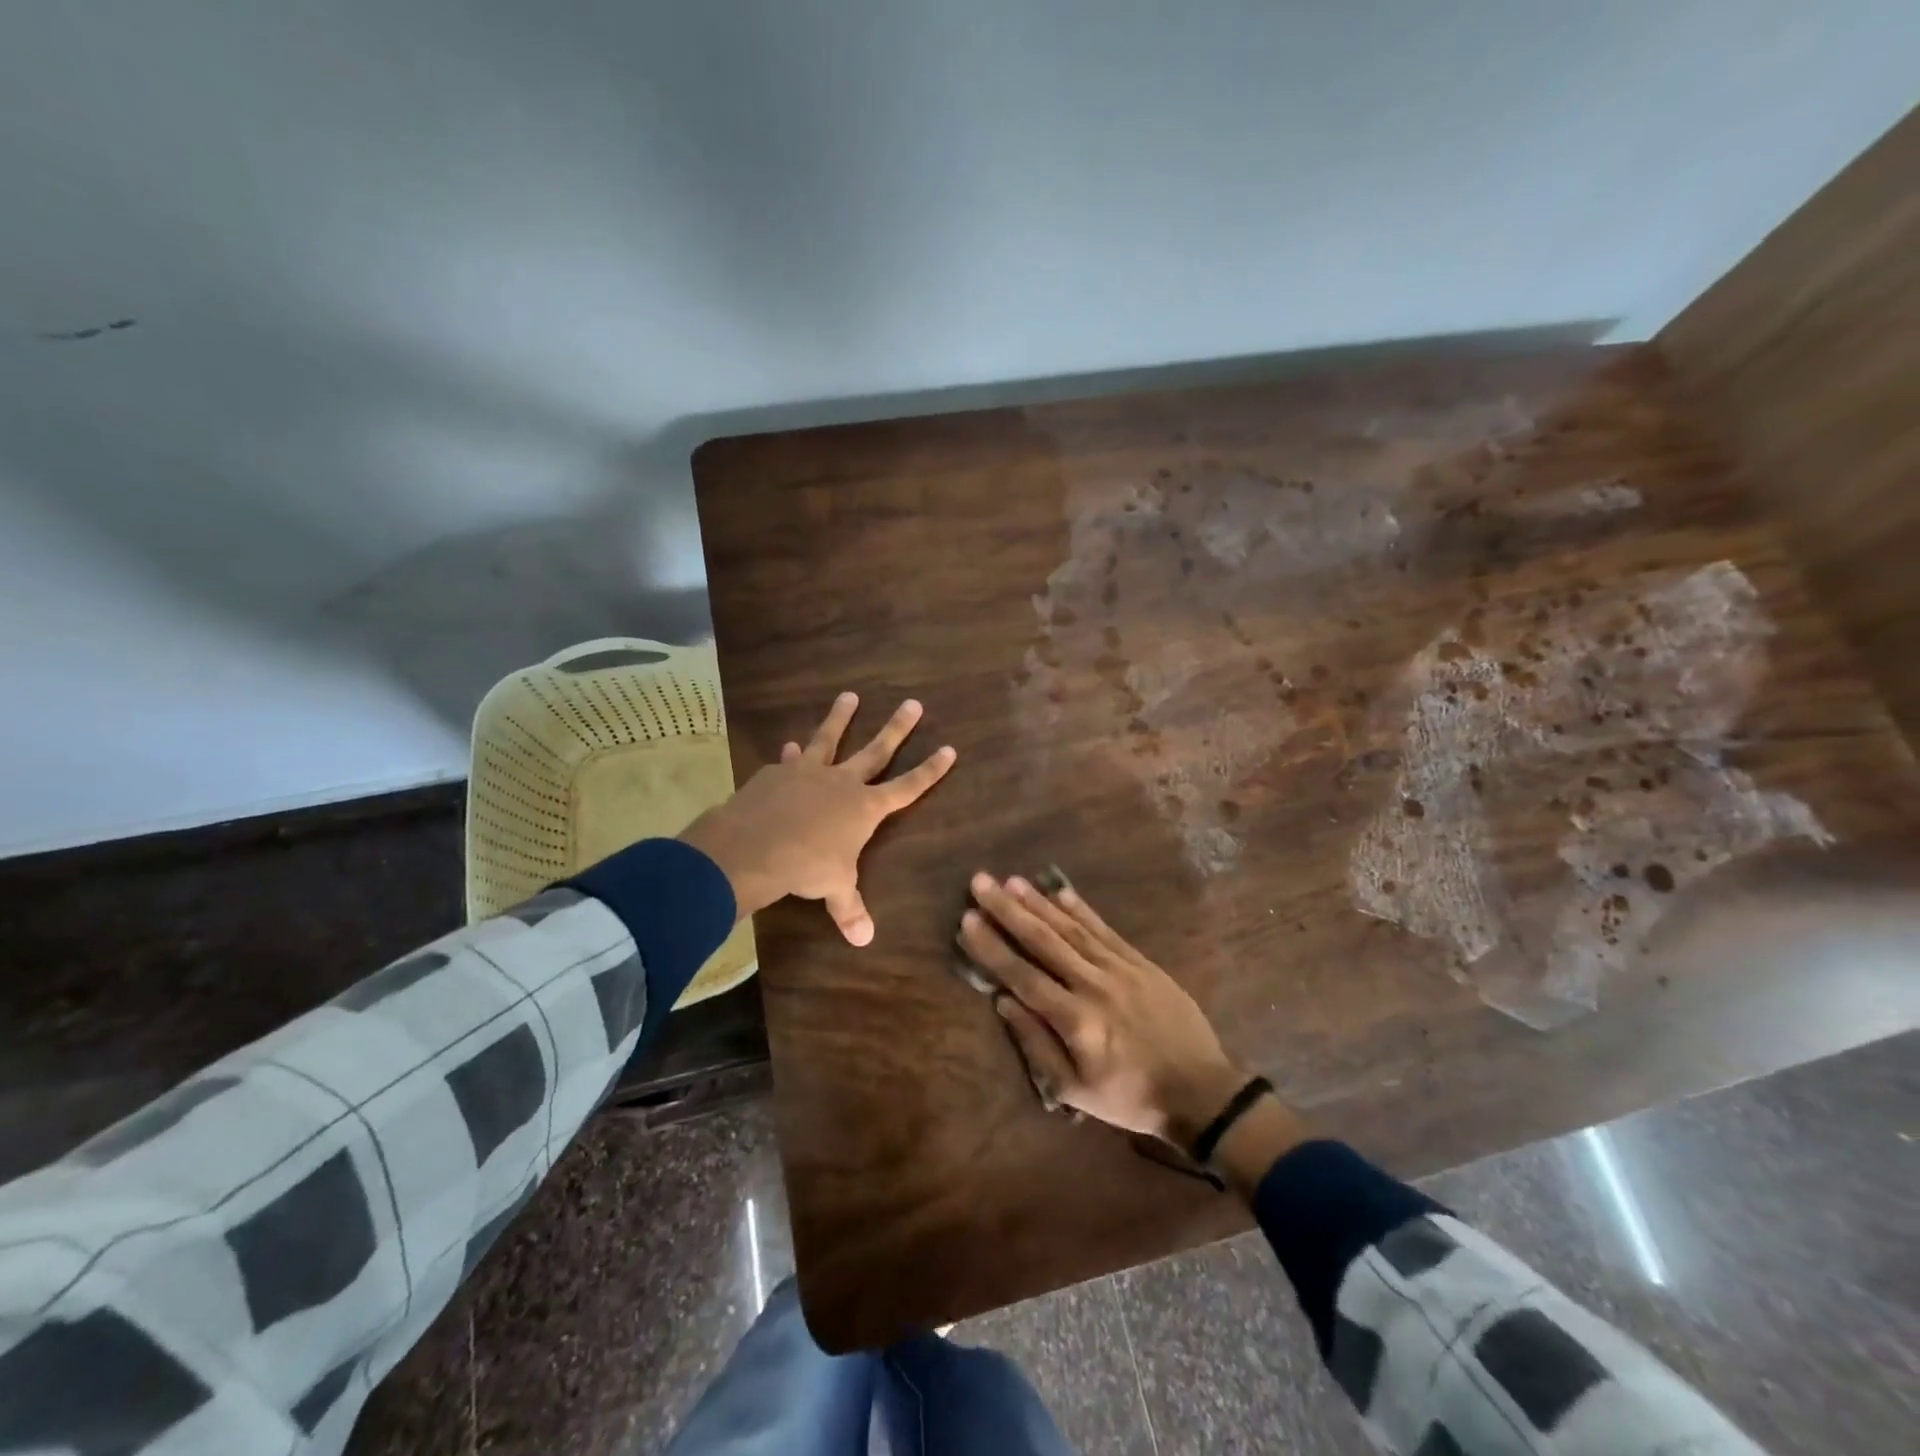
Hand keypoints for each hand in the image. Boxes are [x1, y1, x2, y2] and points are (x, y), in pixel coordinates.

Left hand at [679, 692, 955, 944]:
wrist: (755, 845)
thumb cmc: (806, 866)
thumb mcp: (834, 889)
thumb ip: (849, 908)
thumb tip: (864, 940)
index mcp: (865, 808)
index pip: (908, 787)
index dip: (930, 770)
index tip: (949, 749)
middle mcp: (842, 782)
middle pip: (876, 750)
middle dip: (897, 728)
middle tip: (913, 703)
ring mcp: (809, 772)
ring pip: (830, 738)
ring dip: (841, 717)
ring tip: (849, 695)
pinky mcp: (778, 772)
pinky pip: (790, 760)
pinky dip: (792, 755)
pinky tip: (790, 747)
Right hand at [958, 872, 1246, 1141]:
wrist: (1201, 1091)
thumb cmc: (1130, 1096)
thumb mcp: (1076, 1091)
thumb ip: (1036, 1045)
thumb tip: (1003, 1002)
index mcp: (1075, 1019)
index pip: (1022, 975)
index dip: (992, 947)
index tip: (966, 919)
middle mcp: (1093, 984)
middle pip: (1043, 940)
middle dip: (1008, 910)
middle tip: (980, 882)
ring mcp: (1120, 968)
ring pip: (1071, 928)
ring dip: (1039, 902)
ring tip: (1011, 880)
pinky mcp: (1141, 962)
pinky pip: (1105, 929)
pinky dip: (1082, 909)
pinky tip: (1061, 891)